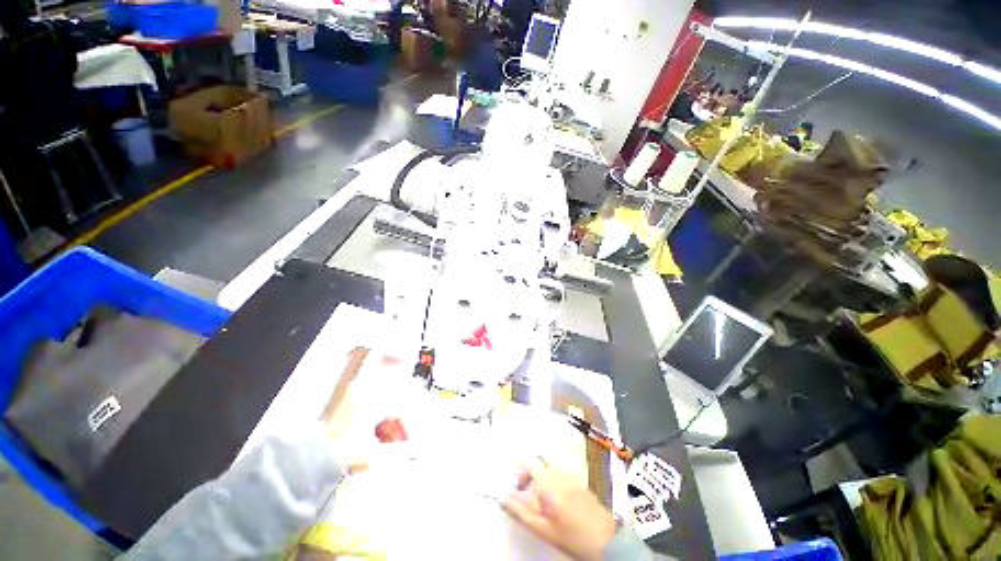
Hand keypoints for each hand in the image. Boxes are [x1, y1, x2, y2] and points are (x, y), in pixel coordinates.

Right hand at [503, 462, 616, 560]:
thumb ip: (521, 512)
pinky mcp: (581, 481)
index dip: (520, 472)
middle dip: (531, 472)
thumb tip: (504, 498)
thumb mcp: (543, 529)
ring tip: (543, 499)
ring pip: (551, 466)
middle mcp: (559, 472)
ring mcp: (572, 475)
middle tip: (529, 492)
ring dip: (543, 477)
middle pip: (540, 461)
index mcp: (548, 481)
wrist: (606, 540)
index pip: (528, 461)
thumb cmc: (571, 536)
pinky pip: (562, 473)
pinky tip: (559, 501)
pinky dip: (555, 480)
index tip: (518, 488)